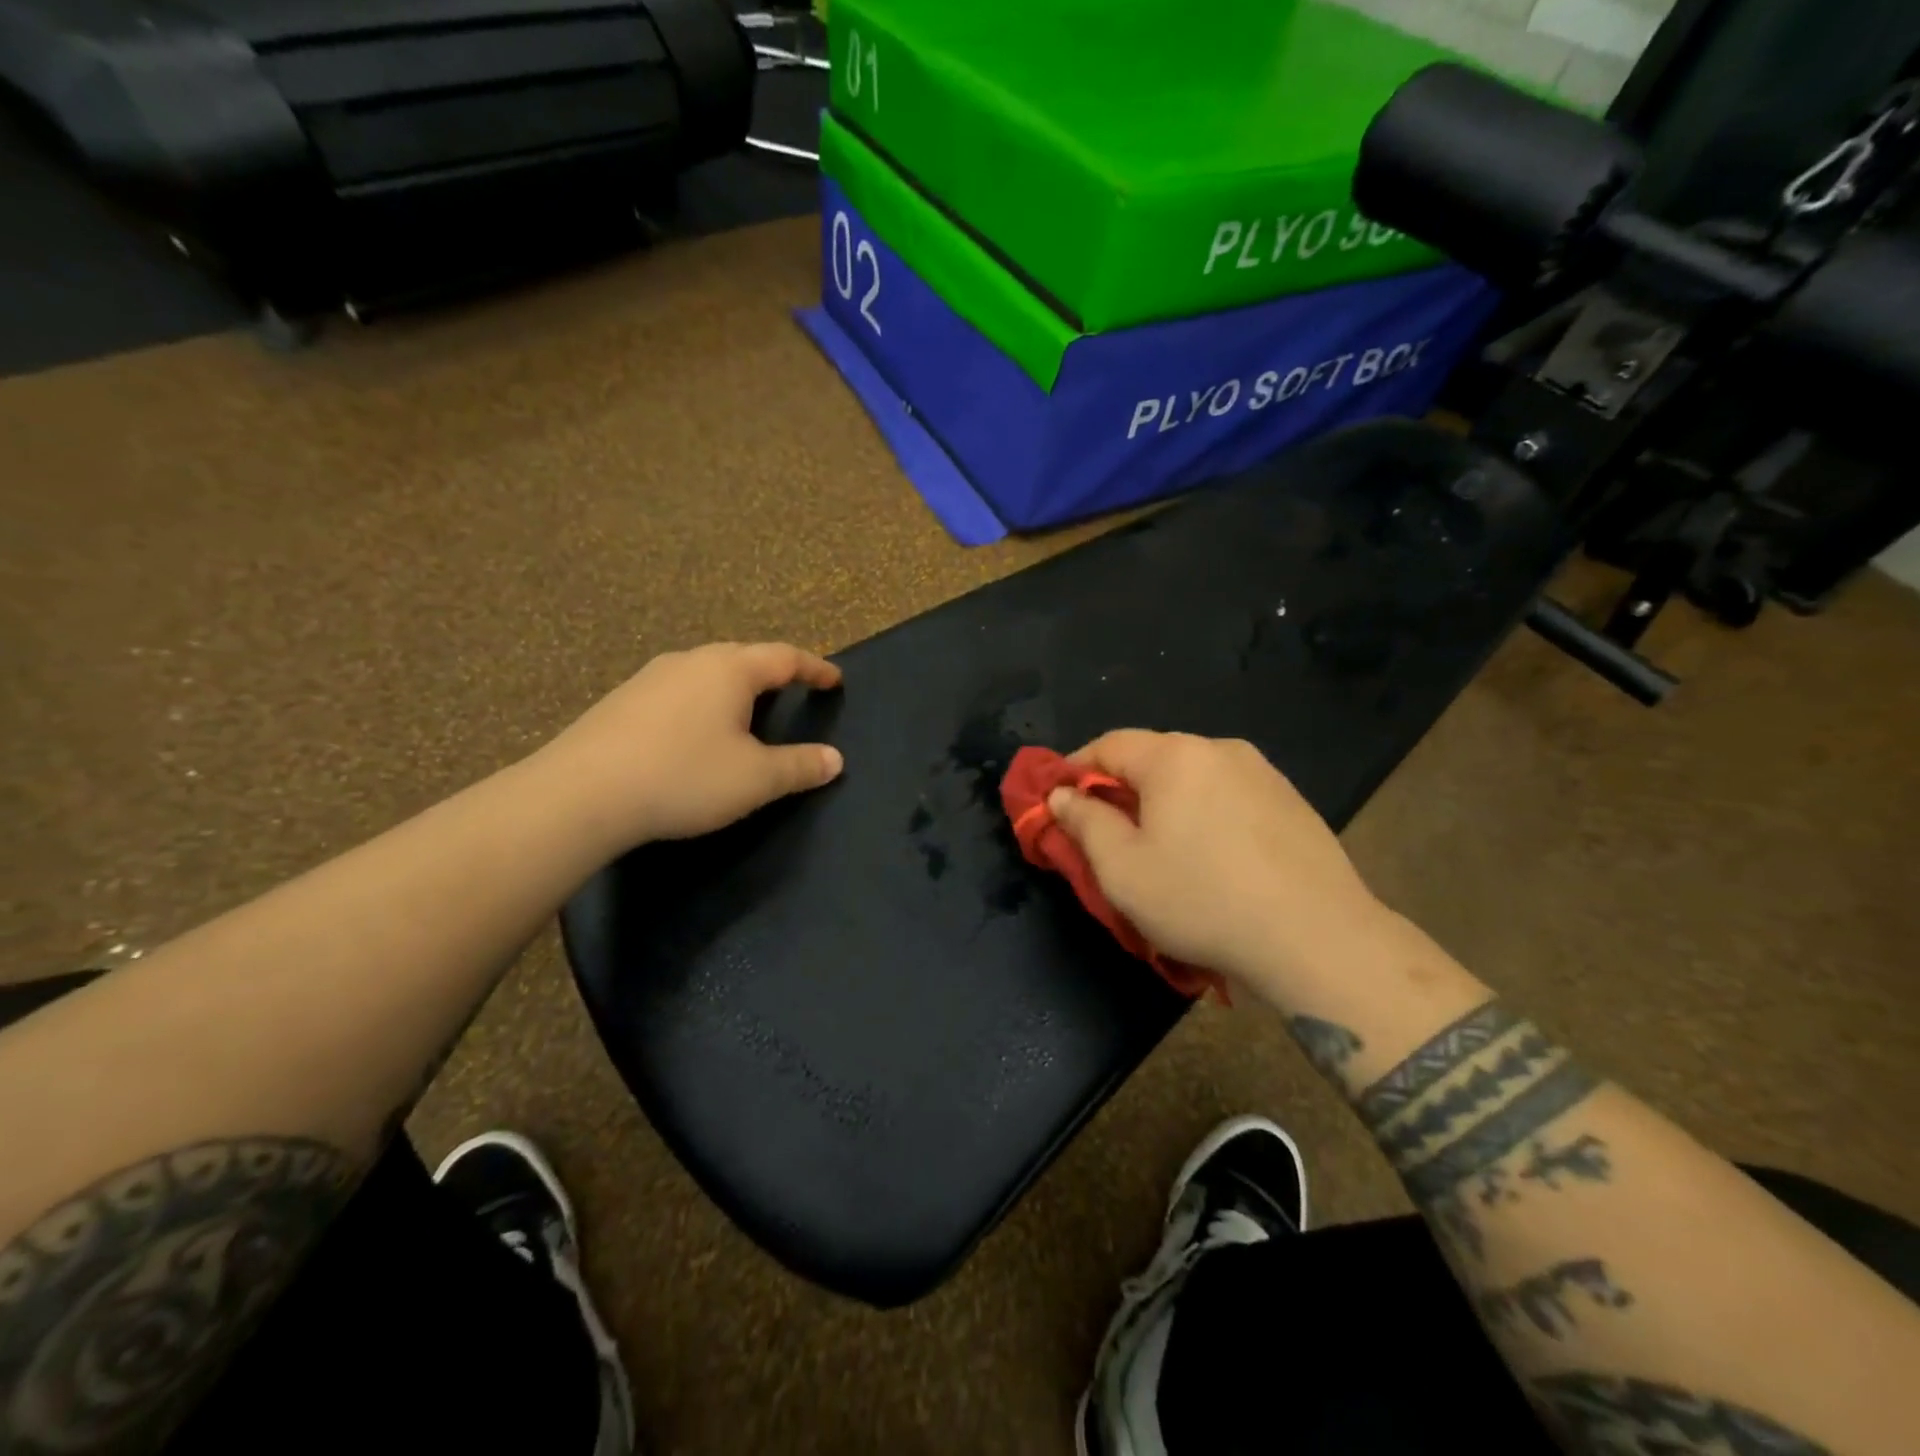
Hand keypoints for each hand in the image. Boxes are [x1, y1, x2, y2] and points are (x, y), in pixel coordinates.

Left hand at [534, 642, 844, 852]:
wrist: (581, 793)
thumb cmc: (684, 776)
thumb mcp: (755, 779)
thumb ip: (799, 766)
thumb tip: (835, 760)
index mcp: (730, 669)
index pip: (785, 658)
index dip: (814, 668)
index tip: (834, 680)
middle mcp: (691, 661)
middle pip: (743, 657)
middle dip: (773, 673)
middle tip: (792, 691)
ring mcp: (651, 678)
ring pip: (706, 673)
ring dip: (734, 688)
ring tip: (746, 712)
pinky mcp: (622, 701)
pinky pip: (678, 692)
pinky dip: (701, 704)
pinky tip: (694, 732)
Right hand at [1045, 731, 1387, 999]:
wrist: (1317, 938)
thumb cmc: (1202, 900)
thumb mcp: (1122, 869)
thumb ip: (1084, 822)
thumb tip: (1061, 794)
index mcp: (1174, 756)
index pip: (1109, 745)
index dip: (1074, 769)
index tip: (1056, 801)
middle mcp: (1220, 749)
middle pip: (1152, 758)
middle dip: (1120, 789)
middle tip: (1105, 832)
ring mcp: (1263, 773)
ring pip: (1193, 778)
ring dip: (1164, 803)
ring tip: (1159, 848)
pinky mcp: (1292, 801)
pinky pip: (1228, 796)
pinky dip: (1204, 815)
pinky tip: (1211, 858)